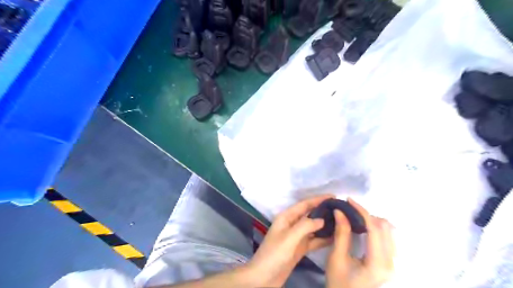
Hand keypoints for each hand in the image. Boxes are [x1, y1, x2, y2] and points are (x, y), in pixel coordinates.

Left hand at [246, 195, 335, 286]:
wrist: (264, 277)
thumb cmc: (274, 254)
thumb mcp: (289, 237)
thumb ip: (305, 226)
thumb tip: (322, 219)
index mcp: (286, 217)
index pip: (304, 204)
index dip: (318, 199)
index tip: (334, 196)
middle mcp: (292, 224)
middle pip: (309, 214)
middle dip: (323, 210)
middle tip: (340, 209)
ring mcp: (296, 237)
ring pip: (313, 227)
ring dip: (325, 224)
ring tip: (341, 221)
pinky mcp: (300, 248)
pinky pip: (313, 240)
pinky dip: (323, 238)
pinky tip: (335, 237)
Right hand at [326, 199, 392, 287]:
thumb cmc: (339, 282)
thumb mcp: (337, 257)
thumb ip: (341, 233)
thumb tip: (340, 210)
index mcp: (378, 263)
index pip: (375, 229)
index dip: (361, 211)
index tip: (348, 200)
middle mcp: (391, 262)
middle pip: (385, 228)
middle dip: (367, 215)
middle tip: (349, 210)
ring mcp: (392, 263)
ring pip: (389, 231)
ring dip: (373, 221)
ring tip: (355, 218)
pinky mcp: (389, 263)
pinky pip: (388, 238)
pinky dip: (376, 228)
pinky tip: (363, 228)